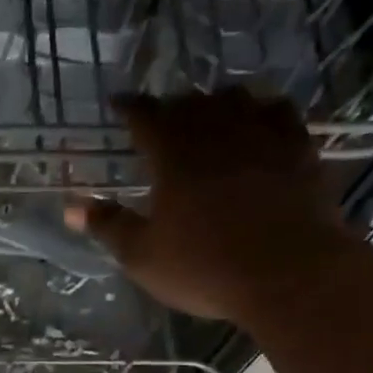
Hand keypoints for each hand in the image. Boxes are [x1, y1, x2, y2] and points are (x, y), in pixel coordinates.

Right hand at [66, 90, 356, 326]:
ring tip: (211, 114)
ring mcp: (263, 136)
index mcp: (173, 154)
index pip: (144, 115)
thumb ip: (108, 226)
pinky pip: (281, 113)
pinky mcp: (300, 150)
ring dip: (217, 102)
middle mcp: (217, 132)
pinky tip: (262, 121)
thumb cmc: (205, 267)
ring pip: (237, 98)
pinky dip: (265, 110)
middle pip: (190, 102)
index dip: (129, 107)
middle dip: (172, 106)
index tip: (118, 104)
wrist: (289, 274)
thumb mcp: (143, 256)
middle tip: (162, 119)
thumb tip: (72, 207)